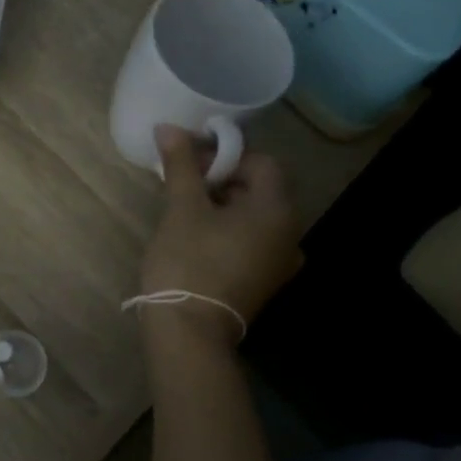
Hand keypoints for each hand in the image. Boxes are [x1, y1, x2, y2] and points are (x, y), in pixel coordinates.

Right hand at [139, 125, 302, 346]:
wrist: (189, 333)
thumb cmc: (188, 262)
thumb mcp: (182, 209)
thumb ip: (181, 165)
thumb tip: (170, 127)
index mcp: (278, 210)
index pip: (261, 162)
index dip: (225, 154)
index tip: (190, 161)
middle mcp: (290, 234)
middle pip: (260, 189)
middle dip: (221, 179)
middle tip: (183, 182)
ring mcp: (279, 263)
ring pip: (254, 218)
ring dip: (223, 205)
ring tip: (185, 208)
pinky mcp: (264, 283)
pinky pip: (251, 242)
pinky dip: (228, 231)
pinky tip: (197, 238)